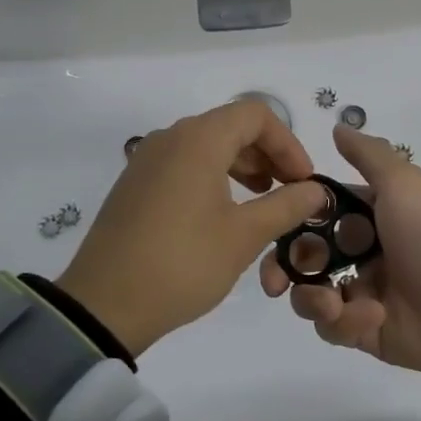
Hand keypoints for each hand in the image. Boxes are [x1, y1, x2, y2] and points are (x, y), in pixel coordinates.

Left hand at [58, 100, 327, 355]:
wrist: (103, 305)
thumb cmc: (182, 263)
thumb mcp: (243, 237)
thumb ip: (286, 206)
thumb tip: (316, 191)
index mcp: (198, 139)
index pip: (256, 115)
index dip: (288, 143)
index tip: (303, 181)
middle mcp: (170, 137)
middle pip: (231, 125)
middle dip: (268, 154)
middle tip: (289, 192)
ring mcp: (147, 158)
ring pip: (207, 144)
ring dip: (242, 165)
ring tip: (261, 201)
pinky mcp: (135, 183)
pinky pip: (184, 162)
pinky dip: (213, 175)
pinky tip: (223, 212)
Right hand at [261, 126, 420, 373]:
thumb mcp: (401, 182)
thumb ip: (368, 154)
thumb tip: (337, 127)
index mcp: (362, 218)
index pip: (310, 217)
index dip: (287, 222)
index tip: (270, 226)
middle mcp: (356, 254)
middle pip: (301, 260)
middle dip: (281, 269)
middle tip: (275, 281)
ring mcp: (360, 294)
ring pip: (309, 297)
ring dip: (311, 299)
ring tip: (332, 302)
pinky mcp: (365, 332)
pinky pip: (335, 328)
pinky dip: (346, 322)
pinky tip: (374, 315)